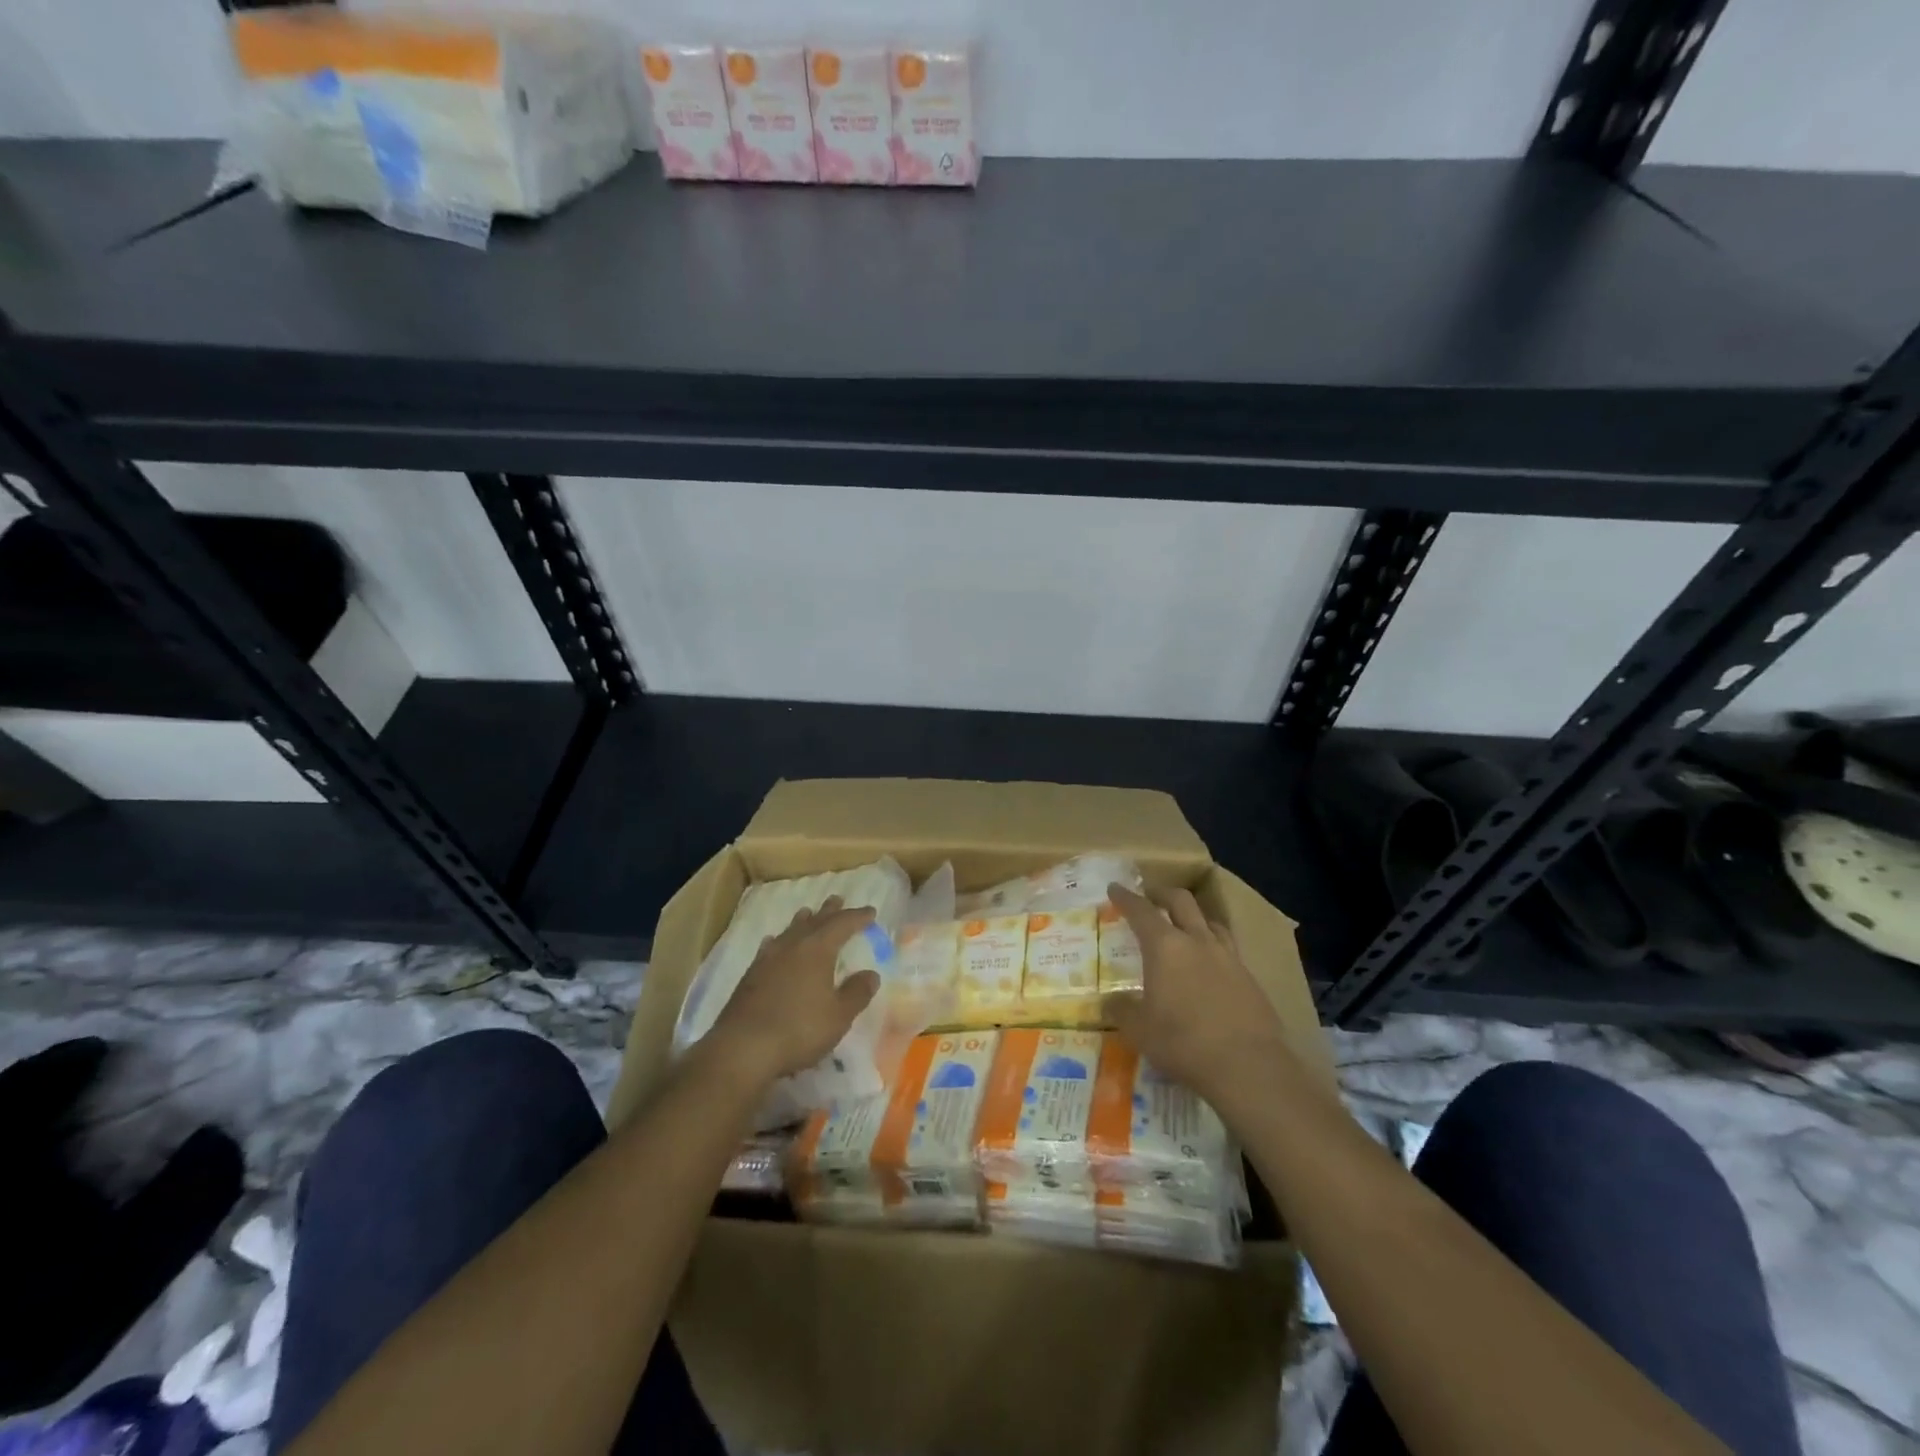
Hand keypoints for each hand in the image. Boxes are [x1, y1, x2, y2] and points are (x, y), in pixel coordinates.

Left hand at [706, 897, 880, 1085]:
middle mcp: (792, 946)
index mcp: (818, 949)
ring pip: (790, 931)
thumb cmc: (799, 1029)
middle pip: (814, 921)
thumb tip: (871, 974)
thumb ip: (857, 993)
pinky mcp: (751, 975)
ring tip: (808, 913)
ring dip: (802, 921)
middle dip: (829, 911)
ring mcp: (768, 958)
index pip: (842, 924)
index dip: (857, 917)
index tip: (870, 912)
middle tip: (838, 899)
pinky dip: (779, 941)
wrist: (743, 1048)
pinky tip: (774, 942)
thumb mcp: (839, 1016)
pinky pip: (770, 947)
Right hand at [1101, 884, 1288, 1105]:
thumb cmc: (1183, 1042)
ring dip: (1194, 917)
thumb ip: (1122, 1010)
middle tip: (1150, 896)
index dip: (1126, 898)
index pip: (1141, 911)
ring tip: (1185, 926)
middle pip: (1181, 902)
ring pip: (1210, 922)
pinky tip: (1210, 965)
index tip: (1115, 888)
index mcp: (1165, 947)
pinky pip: (1228, 949)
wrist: (1248, 1066)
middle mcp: (1197, 941)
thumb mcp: (1139, 1030)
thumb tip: (1109, 1001)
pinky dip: (1213, 947)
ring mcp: (1228, 957)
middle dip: (1162, 894)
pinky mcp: (1250, 978)